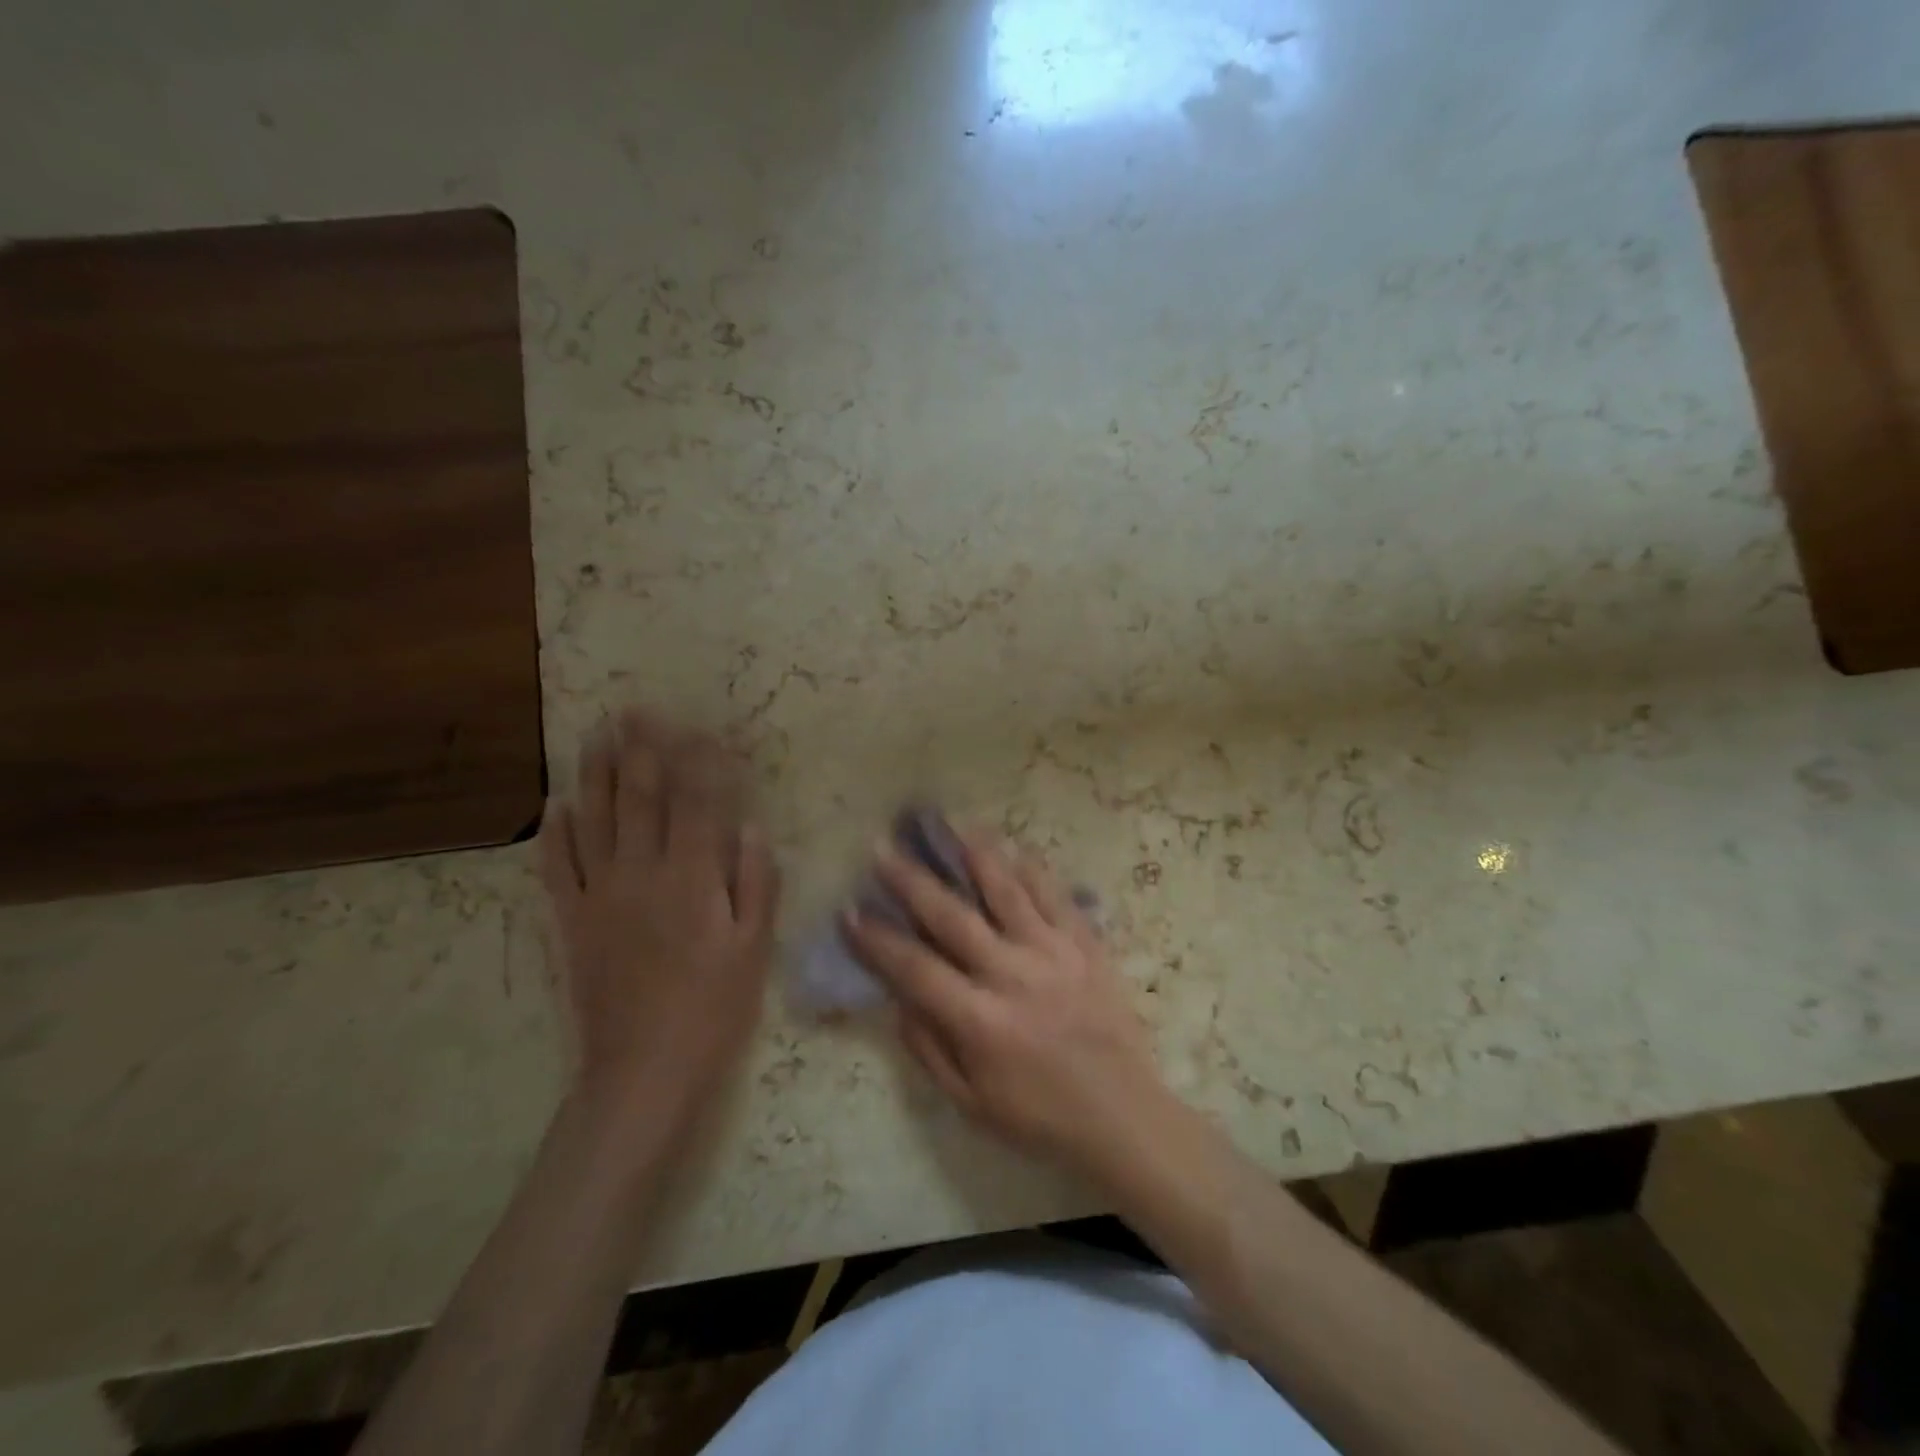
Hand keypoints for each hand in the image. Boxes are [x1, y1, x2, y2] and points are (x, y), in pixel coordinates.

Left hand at [537, 712, 779, 1124]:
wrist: (643, 1070)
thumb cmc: (714, 1008)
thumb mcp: (754, 948)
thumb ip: (754, 882)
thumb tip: (749, 827)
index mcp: (692, 878)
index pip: (698, 802)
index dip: (701, 761)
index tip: (704, 729)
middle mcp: (642, 873)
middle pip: (640, 798)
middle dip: (641, 751)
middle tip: (635, 712)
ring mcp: (600, 895)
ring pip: (594, 821)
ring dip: (595, 775)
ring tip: (595, 738)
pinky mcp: (572, 921)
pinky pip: (557, 868)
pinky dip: (555, 834)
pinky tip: (557, 807)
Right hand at [845, 836, 1171, 1187]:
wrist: (1123, 1115)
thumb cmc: (1040, 1116)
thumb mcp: (971, 1102)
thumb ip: (930, 1048)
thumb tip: (899, 1000)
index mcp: (979, 1020)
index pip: (915, 968)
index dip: (877, 940)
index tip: (850, 911)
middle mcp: (1012, 974)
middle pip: (952, 916)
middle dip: (912, 881)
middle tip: (883, 848)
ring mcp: (1053, 952)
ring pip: (1007, 891)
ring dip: (974, 856)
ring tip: (950, 826)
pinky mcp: (1086, 945)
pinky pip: (1055, 896)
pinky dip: (1032, 870)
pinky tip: (1015, 848)